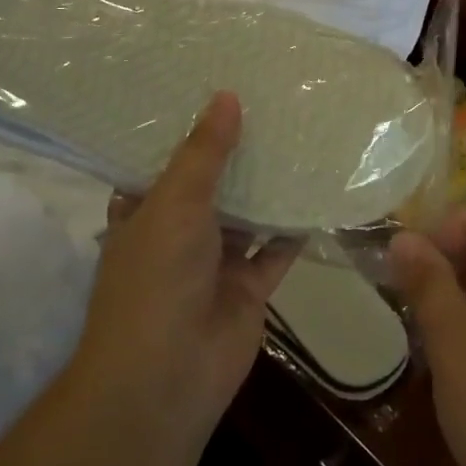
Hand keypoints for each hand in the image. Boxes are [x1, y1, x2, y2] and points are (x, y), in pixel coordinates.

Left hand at [65, 91, 296, 458]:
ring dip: (268, 185)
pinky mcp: (249, 287)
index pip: (164, 160)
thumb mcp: (174, 202)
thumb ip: (204, 152)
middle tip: (272, 102)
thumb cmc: (156, 278)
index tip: (217, 88)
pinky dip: (295, 226)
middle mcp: (179, 233)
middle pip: (212, 183)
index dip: (188, 128)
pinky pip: (277, 248)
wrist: (166, 378)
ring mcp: (215, 262)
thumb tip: (226, 95)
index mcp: (145, 212)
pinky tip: (320, 189)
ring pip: (247, 214)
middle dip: (237, 152)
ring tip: (301, 134)